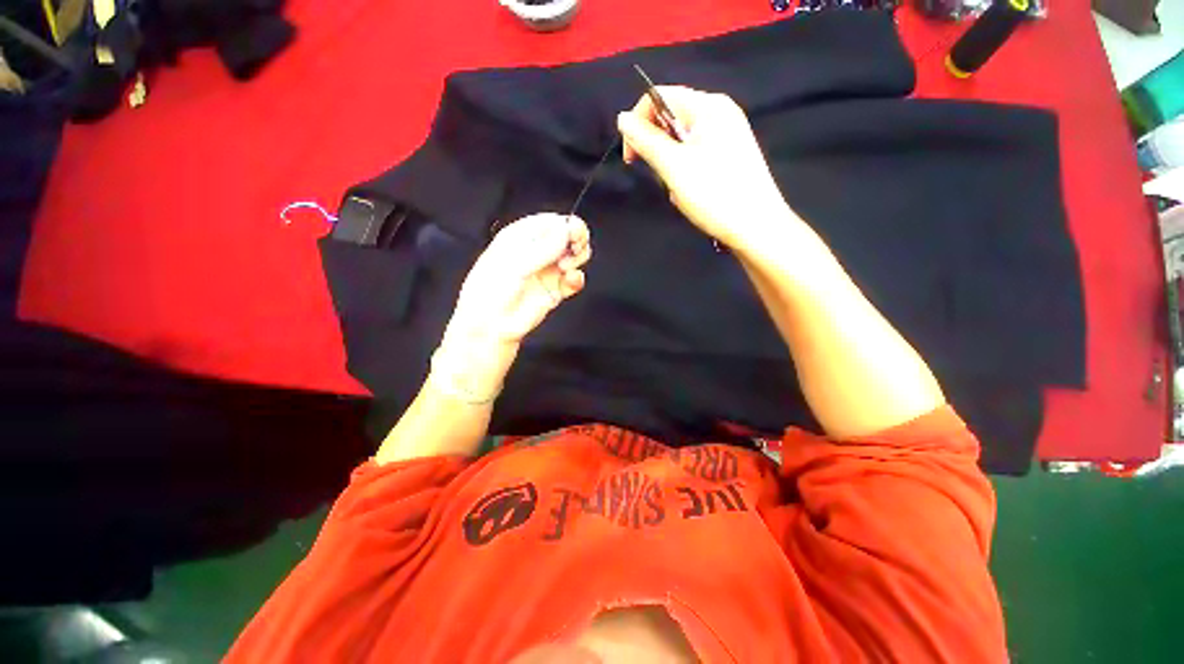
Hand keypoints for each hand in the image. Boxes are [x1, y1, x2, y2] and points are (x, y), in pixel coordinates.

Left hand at [432, 213, 591, 401]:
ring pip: (574, 255)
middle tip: (574, 250)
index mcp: (521, 237)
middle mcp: (537, 250)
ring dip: (577, 258)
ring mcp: (547, 270)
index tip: (573, 234)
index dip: (565, 224)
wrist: (492, 327)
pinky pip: (574, 279)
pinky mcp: (556, 290)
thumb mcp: (515, 265)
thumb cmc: (493, 291)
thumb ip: (543, 248)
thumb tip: (567, 229)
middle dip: (576, 239)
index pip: (550, 221)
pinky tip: (571, 281)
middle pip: (567, 236)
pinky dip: (577, 278)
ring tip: (566, 268)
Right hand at [617, 86, 791, 249]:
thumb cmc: (714, 194)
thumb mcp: (674, 167)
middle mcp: (720, 111)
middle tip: (663, 177)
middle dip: (657, 148)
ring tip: (680, 189)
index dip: (637, 123)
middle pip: (671, 117)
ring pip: (682, 139)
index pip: (659, 96)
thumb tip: (622, 118)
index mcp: (708, 105)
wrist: (756, 227)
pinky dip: (686, 170)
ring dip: (671, 164)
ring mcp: (729, 133)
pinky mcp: (731, 154)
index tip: (631, 158)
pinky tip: (692, 191)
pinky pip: (697, 153)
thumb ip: (646, 140)